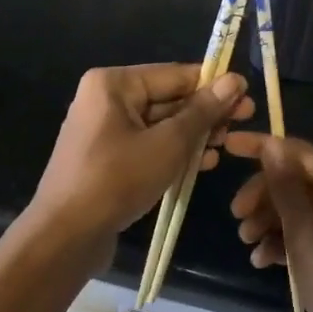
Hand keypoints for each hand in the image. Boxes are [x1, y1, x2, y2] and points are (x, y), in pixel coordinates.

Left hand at [28, 64, 253, 268]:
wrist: (65, 237)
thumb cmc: (116, 180)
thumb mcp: (168, 144)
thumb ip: (203, 111)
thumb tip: (234, 80)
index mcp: (114, 84)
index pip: (175, 74)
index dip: (213, 84)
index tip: (247, 94)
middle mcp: (106, 99)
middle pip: (168, 98)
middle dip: (206, 112)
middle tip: (245, 120)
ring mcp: (104, 130)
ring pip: (160, 124)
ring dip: (194, 134)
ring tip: (227, 145)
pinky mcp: (107, 159)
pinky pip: (148, 145)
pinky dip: (174, 151)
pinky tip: (203, 163)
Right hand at [223, 133, 312, 311]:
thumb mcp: (308, 240)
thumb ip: (287, 191)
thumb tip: (272, 144)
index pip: (299, 152)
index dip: (263, 147)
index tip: (226, 147)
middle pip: (297, 179)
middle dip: (263, 193)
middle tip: (236, 216)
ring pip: (298, 208)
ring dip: (269, 220)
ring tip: (247, 242)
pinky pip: (306, 233)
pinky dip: (282, 242)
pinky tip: (261, 260)